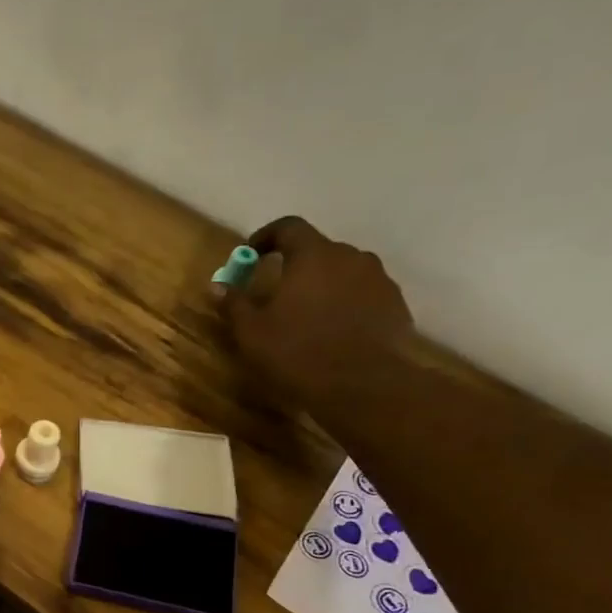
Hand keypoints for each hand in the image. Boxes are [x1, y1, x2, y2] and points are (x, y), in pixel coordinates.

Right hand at [222, 216, 414, 411]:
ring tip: (309, 315)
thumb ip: (234, 304)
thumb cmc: (298, 352)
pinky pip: (364, 294)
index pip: (288, 227)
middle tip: (278, 293)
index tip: (251, 254)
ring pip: (344, 272)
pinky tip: (335, 332)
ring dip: (324, 286)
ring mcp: (378, 279)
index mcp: (312, 255)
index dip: (266, 237)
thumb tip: (216, 286)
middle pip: (318, 250)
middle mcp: (350, 256)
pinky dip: (346, 304)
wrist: (363, 385)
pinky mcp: (395, 304)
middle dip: (296, 266)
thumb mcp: (252, 333)